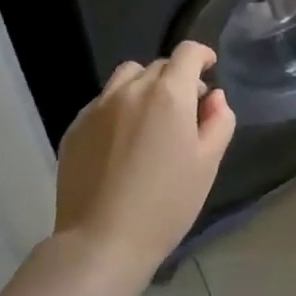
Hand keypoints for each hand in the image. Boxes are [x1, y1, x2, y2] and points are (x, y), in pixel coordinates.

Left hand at [53, 41, 235, 274]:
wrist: (101, 243)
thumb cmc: (165, 204)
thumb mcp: (207, 164)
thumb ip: (219, 122)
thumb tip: (214, 98)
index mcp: (169, 93)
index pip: (188, 52)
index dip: (202, 55)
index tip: (209, 68)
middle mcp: (132, 89)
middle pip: (159, 66)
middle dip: (176, 78)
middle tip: (184, 111)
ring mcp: (99, 106)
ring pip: (127, 77)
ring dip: (144, 86)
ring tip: (149, 119)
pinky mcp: (76, 127)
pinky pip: (102, 102)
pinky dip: (118, 108)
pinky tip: (121, 143)